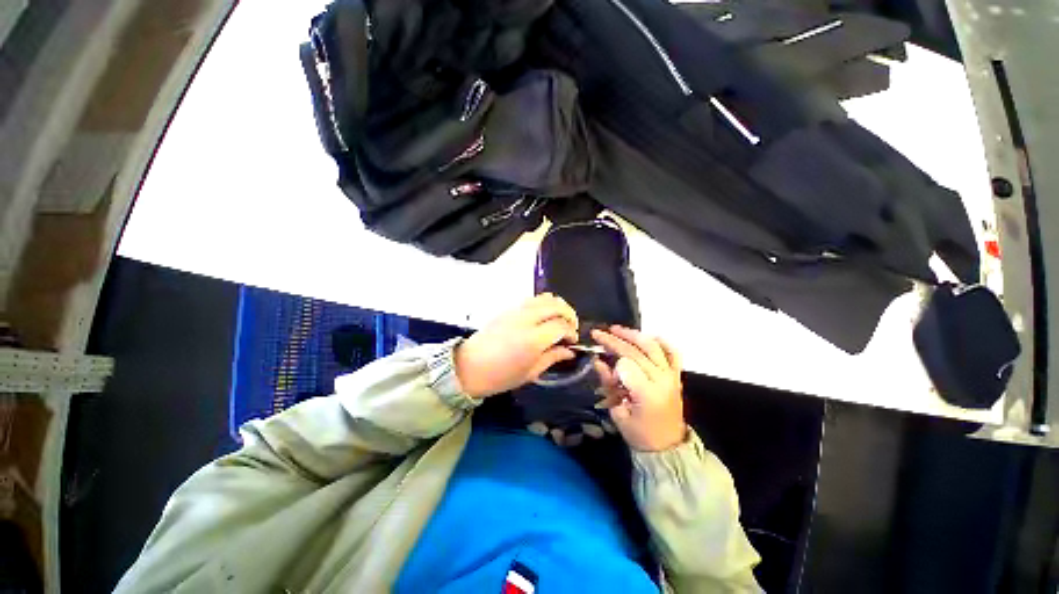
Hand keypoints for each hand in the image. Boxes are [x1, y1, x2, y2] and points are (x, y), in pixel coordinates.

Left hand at [455, 294, 578, 397]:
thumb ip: (552, 357)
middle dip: (569, 314)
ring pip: (545, 297)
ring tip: (558, 319)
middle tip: (570, 328)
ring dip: (557, 306)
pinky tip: (543, 316)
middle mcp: (527, 319)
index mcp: (533, 339)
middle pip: (556, 305)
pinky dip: (543, 303)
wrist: (468, 367)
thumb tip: (569, 351)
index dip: (571, 332)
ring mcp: (516, 311)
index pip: (561, 325)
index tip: (572, 341)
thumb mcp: (530, 372)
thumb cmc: (500, 376)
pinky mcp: (508, 309)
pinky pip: (532, 299)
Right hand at [591, 326, 685, 451]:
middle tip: (598, 334)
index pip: (626, 366)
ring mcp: (671, 376)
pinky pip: (672, 353)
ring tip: (616, 329)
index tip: (604, 370)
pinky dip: (661, 342)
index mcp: (647, 394)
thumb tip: (598, 361)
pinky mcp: (676, 375)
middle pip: (636, 352)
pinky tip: (648, 336)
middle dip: (614, 340)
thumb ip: (609, 384)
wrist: (668, 446)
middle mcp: (661, 380)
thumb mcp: (618, 413)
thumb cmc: (640, 434)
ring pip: (652, 346)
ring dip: (633, 335)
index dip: (612, 366)